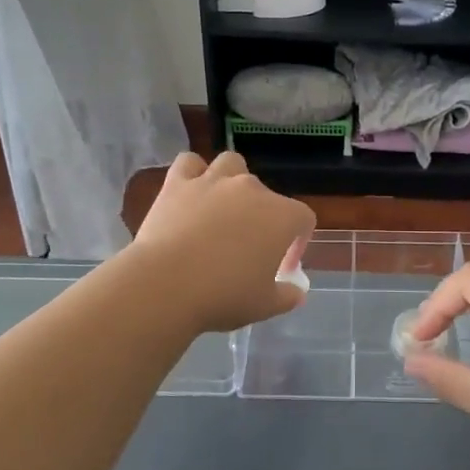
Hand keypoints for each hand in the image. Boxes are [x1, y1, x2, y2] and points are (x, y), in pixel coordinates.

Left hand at [131, 151, 315, 331]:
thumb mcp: (265, 305)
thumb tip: (296, 292)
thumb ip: (287, 296)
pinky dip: (193, 173)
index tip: (282, 267)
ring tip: (223, 207)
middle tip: (247, 248)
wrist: (166, 285)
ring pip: (231, 164)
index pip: (303, 219)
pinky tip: (191, 192)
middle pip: (267, 194)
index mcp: (281, 216)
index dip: (297, 242)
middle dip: (262, 217)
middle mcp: (252, 189)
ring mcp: (214, 181)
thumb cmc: (224, 296)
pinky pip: (190, 164)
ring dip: (232, 180)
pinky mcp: (178, 183)